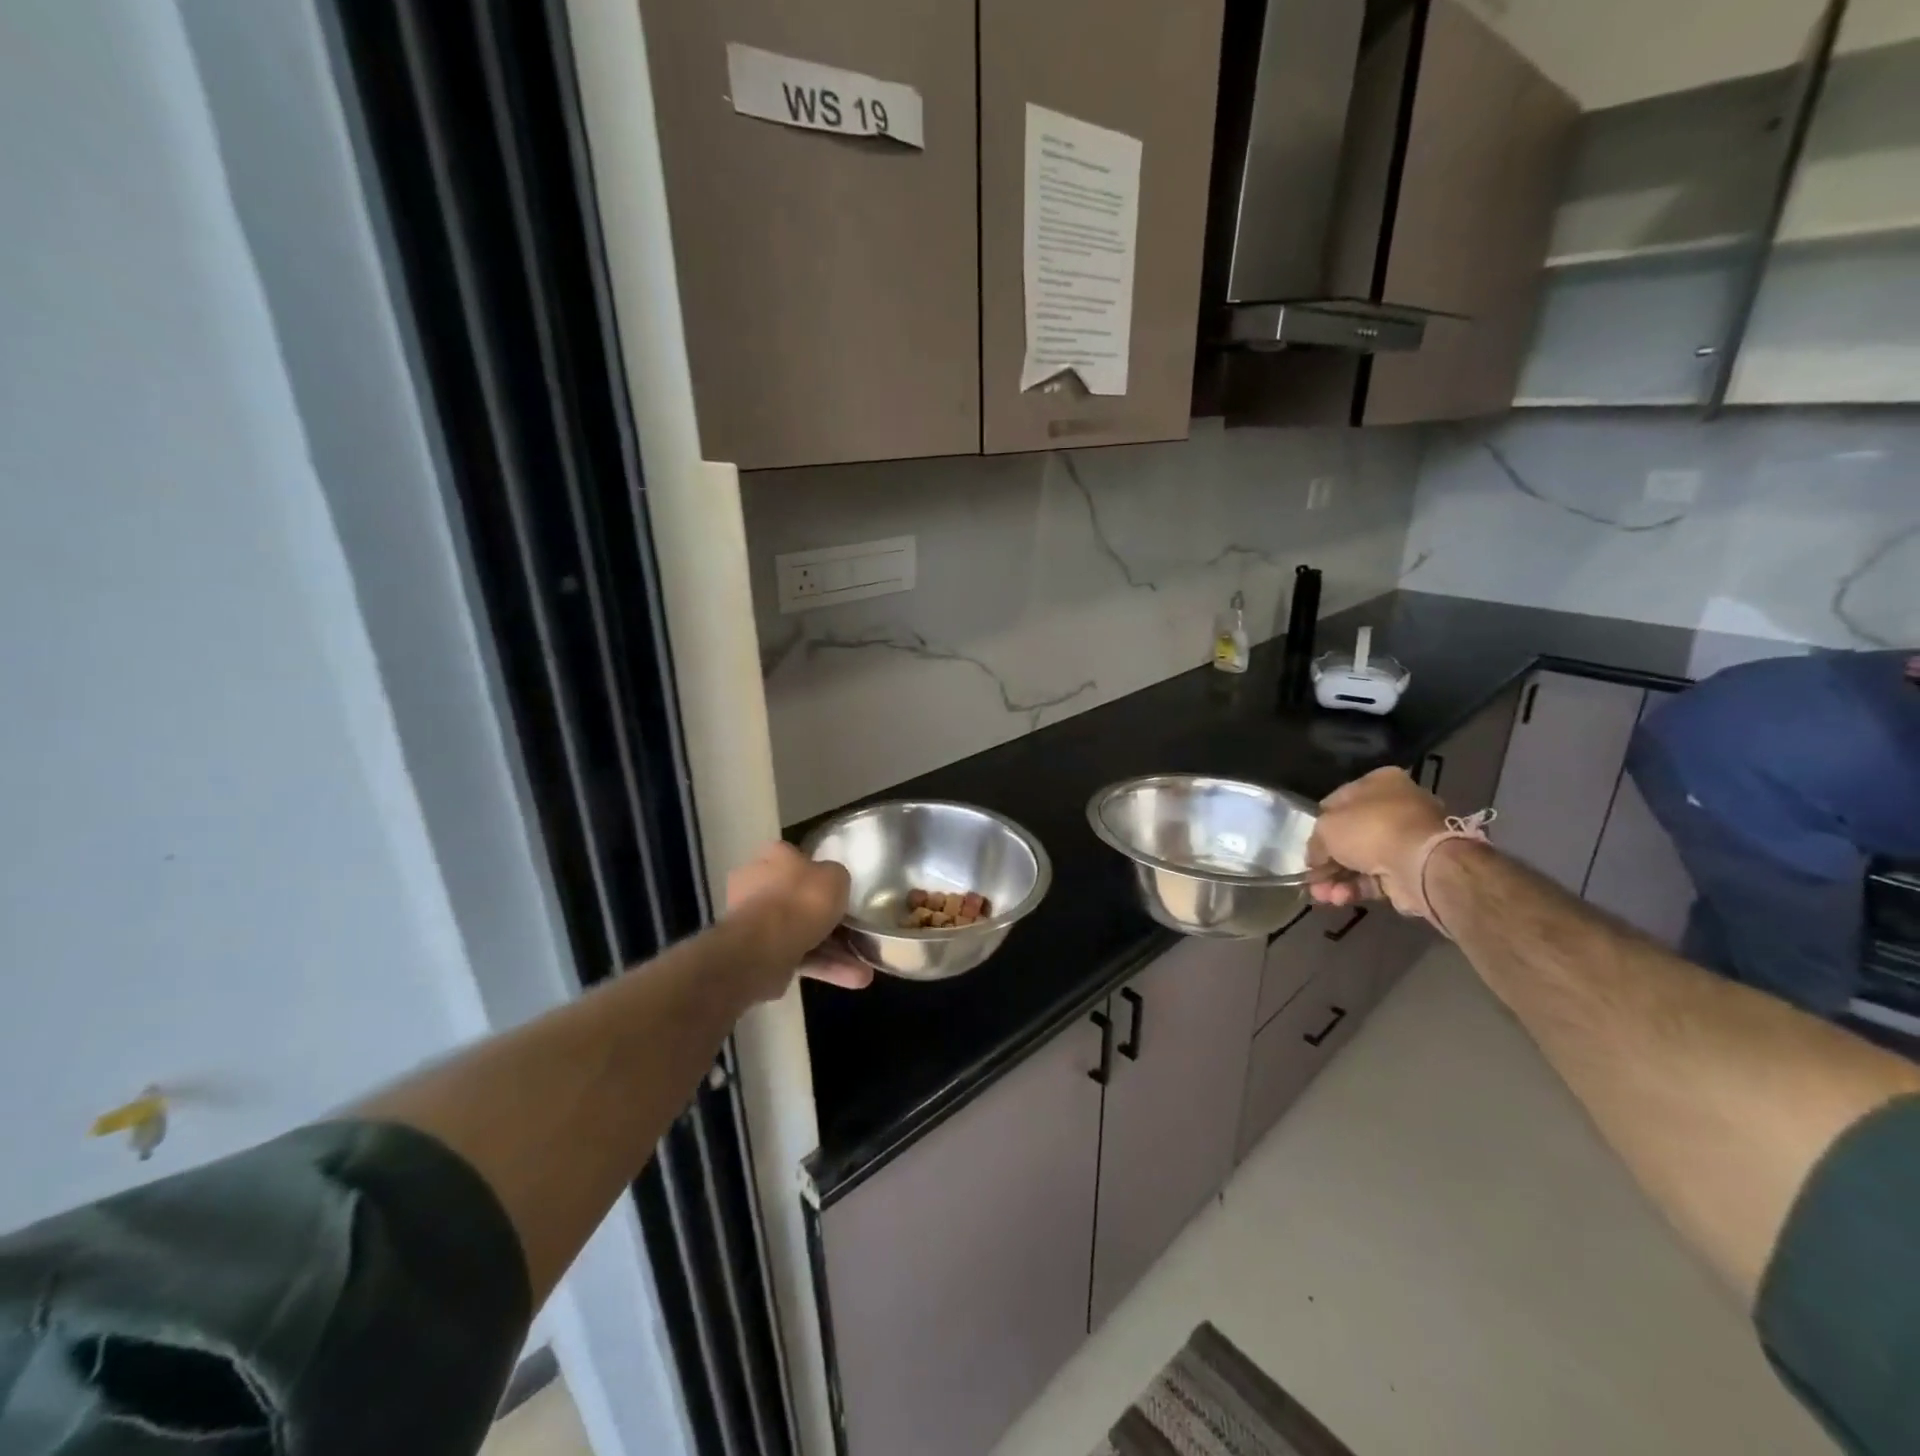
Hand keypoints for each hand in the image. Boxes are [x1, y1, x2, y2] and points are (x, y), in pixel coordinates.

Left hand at [726, 842, 873, 994]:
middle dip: (827, 918)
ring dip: (832, 950)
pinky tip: (852, 979)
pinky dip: (823, 967)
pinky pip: (797, 956)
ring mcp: (756, 922)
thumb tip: (831, 883)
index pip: (794, 857)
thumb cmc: (802, 899)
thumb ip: (835, 877)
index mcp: (772, 857)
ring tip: (863, 969)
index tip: (837, 887)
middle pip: (798, 899)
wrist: (767, 946)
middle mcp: (757, 885)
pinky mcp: (759, 954)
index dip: (818, 871)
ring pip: (800, 933)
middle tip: (853, 929)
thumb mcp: (835, 876)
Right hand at [1307, 767, 1449, 917]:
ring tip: (1322, 895)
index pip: (1338, 802)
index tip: (1309, 845)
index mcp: (1380, 783)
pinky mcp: (1410, 870)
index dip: (1320, 824)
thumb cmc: (1370, 829)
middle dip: (1328, 861)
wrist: (1420, 863)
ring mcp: (1405, 841)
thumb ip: (1316, 842)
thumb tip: (1315, 859)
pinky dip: (1355, 889)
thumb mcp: (1326, 828)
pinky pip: (1375, 879)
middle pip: (1349, 836)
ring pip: (1360, 861)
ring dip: (1337, 879)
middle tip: (1312, 877)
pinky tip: (1339, 899)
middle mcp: (1395, 808)